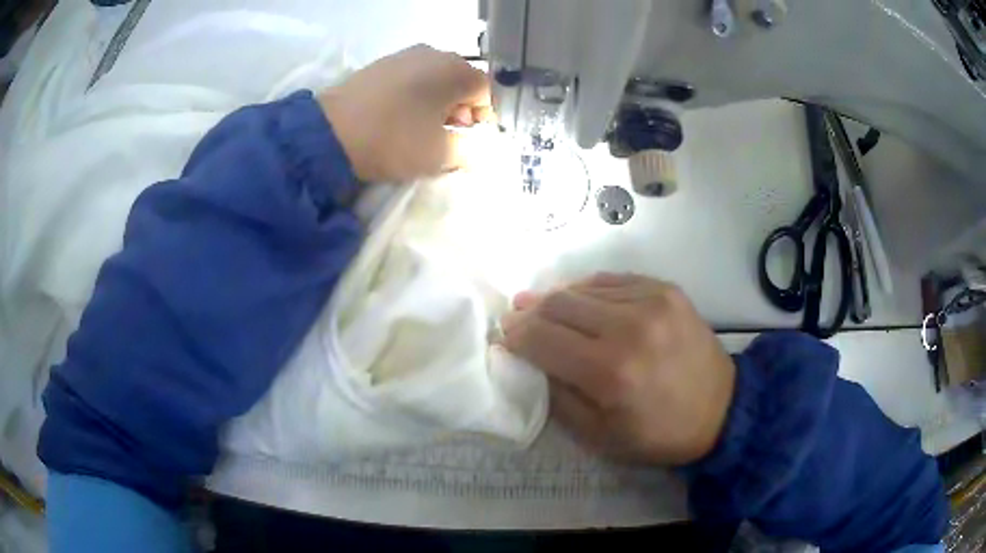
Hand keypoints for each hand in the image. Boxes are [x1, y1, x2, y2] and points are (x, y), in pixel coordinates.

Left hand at [318, 44, 491, 182]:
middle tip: (447, 133)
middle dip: (461, 108)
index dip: (484, 117)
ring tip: (421, 126)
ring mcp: (405, 55)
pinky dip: (416, 94)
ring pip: (436, 77)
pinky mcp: (382, 63)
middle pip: (462, 81)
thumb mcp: (440, 154)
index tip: (469, 139)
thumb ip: (470, 150)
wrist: (329, 132)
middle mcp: (435, 54)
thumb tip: (479, 148)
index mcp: (456, 71)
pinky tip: (400, 114)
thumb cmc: (393, 140)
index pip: (487, 91)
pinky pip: (412, 76)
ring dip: (438, 101)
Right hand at [500, 273, 735, 464]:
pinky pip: (613, 280)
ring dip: (557, 299)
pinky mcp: (666, 289)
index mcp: (610, 372)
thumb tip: (528, 358)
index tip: (503, 335)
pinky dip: (589, 290)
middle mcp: (630, 327)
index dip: (515, 334)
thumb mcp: (597, 435)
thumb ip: (556, 395)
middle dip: (530, 312)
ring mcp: (652, 301)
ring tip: (545, 309)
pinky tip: (582, 302)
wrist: (720, 409)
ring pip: (583, 287)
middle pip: (559, 304)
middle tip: (517, 319)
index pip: (542, 338)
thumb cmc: (656, 434)